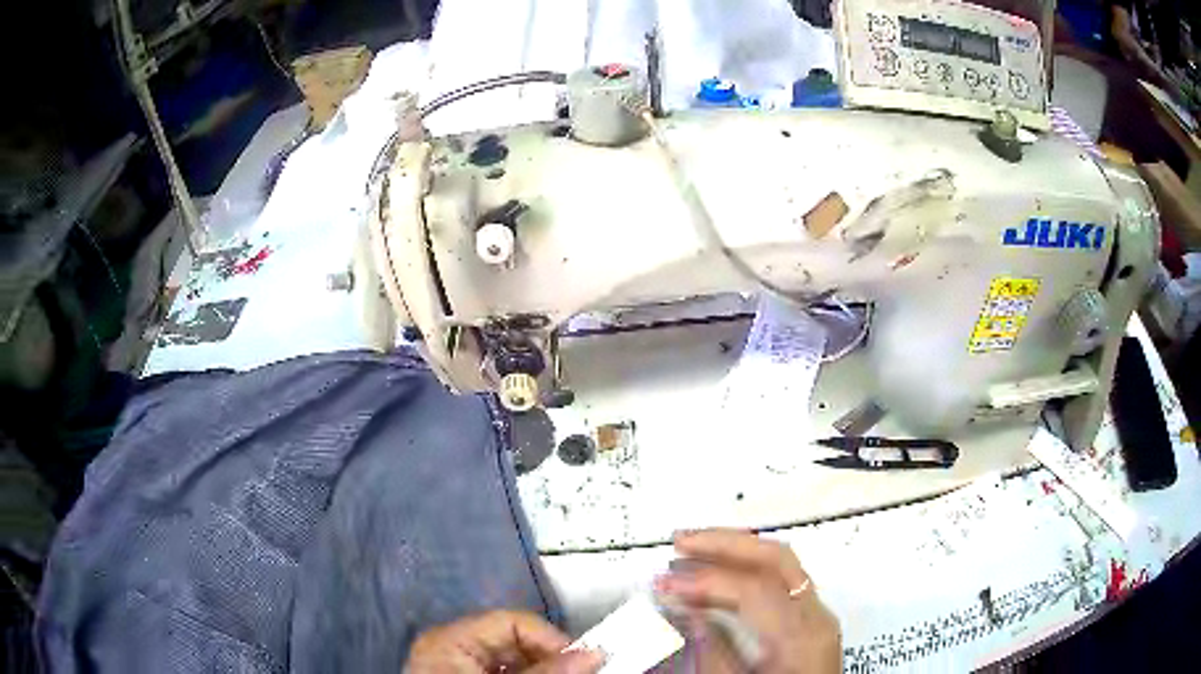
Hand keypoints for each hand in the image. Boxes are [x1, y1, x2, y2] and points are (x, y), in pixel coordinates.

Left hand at [405, 610, 604, 673]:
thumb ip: (546, 673)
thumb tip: (594, 654)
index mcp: (451, 639)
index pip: (513, 622)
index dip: (551, 639)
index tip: (584, 664)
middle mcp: (450, 648)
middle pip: (513, 642)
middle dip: (550, 660)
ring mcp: (455, 668)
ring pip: (512, 662)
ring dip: (542, 671)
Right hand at [655, 530, 840, 673]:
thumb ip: (714, 651)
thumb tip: (688, 613)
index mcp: (802, 637)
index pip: (753, 588)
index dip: (705, 581)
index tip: (666, 584)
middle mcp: (817, 617)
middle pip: (777, 558)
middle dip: (725, 543)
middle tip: (682, 541)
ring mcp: (819, 614)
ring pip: (782, 562)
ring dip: (735, 550)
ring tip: (693, 549)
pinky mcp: (813, 618)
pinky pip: (783, 579)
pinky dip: (748, 568)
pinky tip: (721, 572)